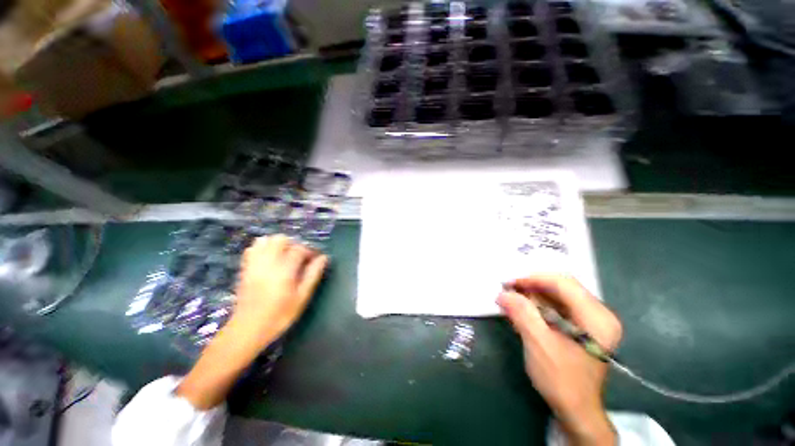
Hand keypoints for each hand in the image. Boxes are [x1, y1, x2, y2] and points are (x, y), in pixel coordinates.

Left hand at [232, 234, 328, 347]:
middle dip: (293, 244)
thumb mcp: (302, 297)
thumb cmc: (280, 315)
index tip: (316, 258)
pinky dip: (262, 248)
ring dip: (278, 244)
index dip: (310, 251)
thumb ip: (313, 275)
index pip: (299, 249)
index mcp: (284, 269)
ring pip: (265, 240)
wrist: (248, 329)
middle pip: (281, 239)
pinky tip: (269, 259)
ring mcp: (254, 264)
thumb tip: (324, 258)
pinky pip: (252, 249)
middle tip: (300, 257)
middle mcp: (268, 262)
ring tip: (285, 256)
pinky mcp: (245, 268)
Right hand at [497, 275, 621, 445]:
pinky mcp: (582, 327)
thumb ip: (521, 314)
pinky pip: (557, 306)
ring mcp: (591, 320)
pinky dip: (537, 305)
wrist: (576, 410)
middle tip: (508, 291)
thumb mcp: (538, 344)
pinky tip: (522, 311)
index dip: (534, 278)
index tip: (509, 283)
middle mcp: (598, 314)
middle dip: (532, 286)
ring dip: (532, 295)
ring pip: (557, 295)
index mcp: (596, 317)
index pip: (563, 283)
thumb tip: (502, 293)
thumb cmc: (561, 379)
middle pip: (561, 287)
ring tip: (511, 299)